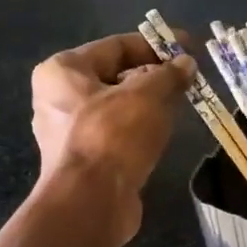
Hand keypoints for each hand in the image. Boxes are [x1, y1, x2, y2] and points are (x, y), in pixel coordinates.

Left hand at [30, 31, 195, 241]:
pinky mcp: (82, 162)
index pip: (116, 46)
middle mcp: (57, 98)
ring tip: (181, 105)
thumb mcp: (148, 96)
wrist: (91, 202)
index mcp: (62, 71)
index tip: (188, 48)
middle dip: (153, 76)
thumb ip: (169, 75)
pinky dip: (139, 130)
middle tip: (187, 80)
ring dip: (148, 105)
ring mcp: (67, 133)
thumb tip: (186, 64)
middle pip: (114, 76)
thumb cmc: (113, 136)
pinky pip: (115, 135)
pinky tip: (162, 135)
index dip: (156, 45)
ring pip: (116, 108)